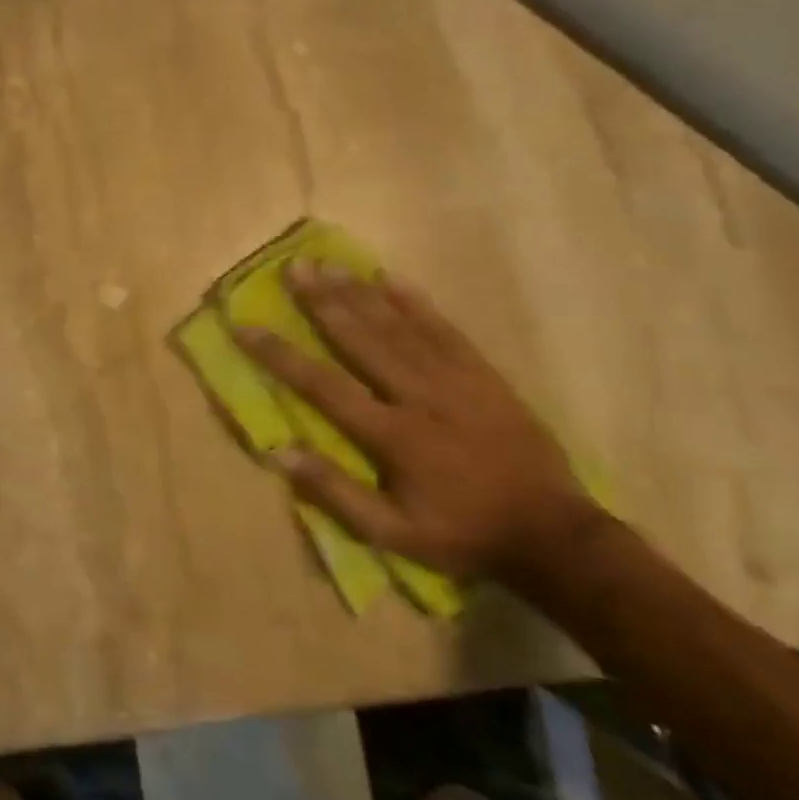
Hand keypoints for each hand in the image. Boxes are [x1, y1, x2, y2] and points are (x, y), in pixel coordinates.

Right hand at [236, 260, 597, 581]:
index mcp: (393, 435)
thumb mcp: (392, 534)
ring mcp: (455, 380)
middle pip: (362, 339)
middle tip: (294, 268)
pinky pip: (445, 330)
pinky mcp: (484, 375)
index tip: (246, 327)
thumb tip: (280, 452)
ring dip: (360, 293)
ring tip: (330, 264)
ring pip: (399, 327)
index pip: (323, 385)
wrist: (552, 534)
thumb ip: (335, 492)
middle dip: (323, 301)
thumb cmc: (462, 534)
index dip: (281, 355)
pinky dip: (417, 303)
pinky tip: (393, 279)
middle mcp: (419, 396)